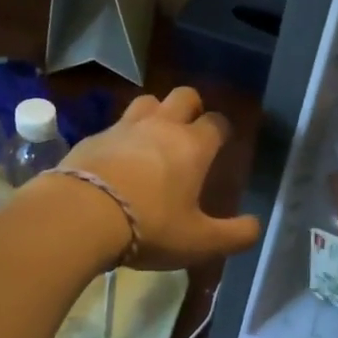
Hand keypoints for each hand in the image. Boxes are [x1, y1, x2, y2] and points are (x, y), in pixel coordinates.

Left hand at [52, 88, 260, 269]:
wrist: (80, 214)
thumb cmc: (149, 226)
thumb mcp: (198, 242)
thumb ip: (233, 235)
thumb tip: (256, 227)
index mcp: (192, 146)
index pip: (217, 122)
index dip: (222, 130)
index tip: (222, 143)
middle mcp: (161, 126)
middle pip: (183, 96)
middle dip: (192, 107)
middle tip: (190, 131)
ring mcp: (123, 127)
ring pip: (146, 101)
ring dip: (155, 112)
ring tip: (154, 137)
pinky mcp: (93, 137)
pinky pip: (114, 126)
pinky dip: (122, 136)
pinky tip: (117, 159)